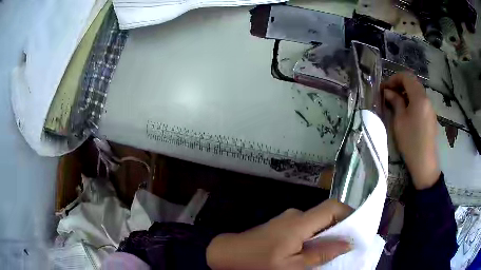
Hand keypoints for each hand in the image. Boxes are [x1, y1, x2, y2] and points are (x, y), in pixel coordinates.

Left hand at [206, 199, 352, 269]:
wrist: (227, 255)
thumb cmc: (259, 263)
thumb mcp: (293, 266)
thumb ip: (321, 253)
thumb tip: (348, 242)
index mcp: (299, 222)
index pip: (332, 207)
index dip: (349, 213)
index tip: (359, 229)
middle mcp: (295, 215)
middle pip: (326, 215)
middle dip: (340, 228)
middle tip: (348, 246)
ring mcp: (286, 219)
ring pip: (316, 223)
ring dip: (326, 234)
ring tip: (332, 251)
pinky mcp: (281, 226)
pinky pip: (305, 228)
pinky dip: (314, 237)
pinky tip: (312, 251)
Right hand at [382, 72, 440, 189]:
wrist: (424, 163)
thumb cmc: (410, 142)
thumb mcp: (399, 121)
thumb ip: (395, 102)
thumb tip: (388, 92)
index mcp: (419, 97)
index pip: (406, 77)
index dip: (393, 79)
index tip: (384, 88)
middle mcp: (426, 99)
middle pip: (412, 82)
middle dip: (399, 84)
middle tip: (388, 94)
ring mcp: (430, 108)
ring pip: (417, 92)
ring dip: (406, 93)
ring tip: (396, 103)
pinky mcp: (431, 116)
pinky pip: (421, 102)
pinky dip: (412, 101)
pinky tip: (406, 112)